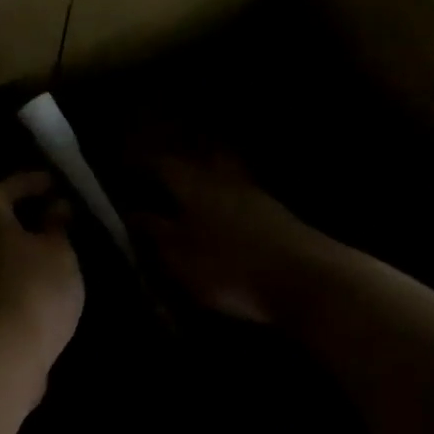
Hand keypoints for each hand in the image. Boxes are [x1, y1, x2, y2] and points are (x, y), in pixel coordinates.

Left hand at [0, 172, 84, 370]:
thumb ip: (57, 225)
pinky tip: (35, 280)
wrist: (0, 354)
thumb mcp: (60, 251)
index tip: (57, 182)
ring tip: (50, 249)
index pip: (9, 185)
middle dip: (22, 214)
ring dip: (16, 246)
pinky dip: (12, 271)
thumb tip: (55, 207)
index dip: (35, 181)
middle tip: (54, 215)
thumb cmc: (35, 288)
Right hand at [132, 154, 323, 323]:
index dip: (144, 162)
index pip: (163, 163)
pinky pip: (245, 190)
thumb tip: (133, 212)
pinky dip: (231, 192)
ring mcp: (256, 193)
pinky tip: (226, 207)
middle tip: (166, 162)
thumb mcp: (180, 257)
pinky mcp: (278, 212)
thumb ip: (156, 232)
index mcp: (195, 187)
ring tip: (195, 180)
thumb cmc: (230, 268)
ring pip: (228, 169)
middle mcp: (225, 180)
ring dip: (211, 168)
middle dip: (184, 155)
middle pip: (202, 155)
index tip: (128, 165)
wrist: (305, 278)